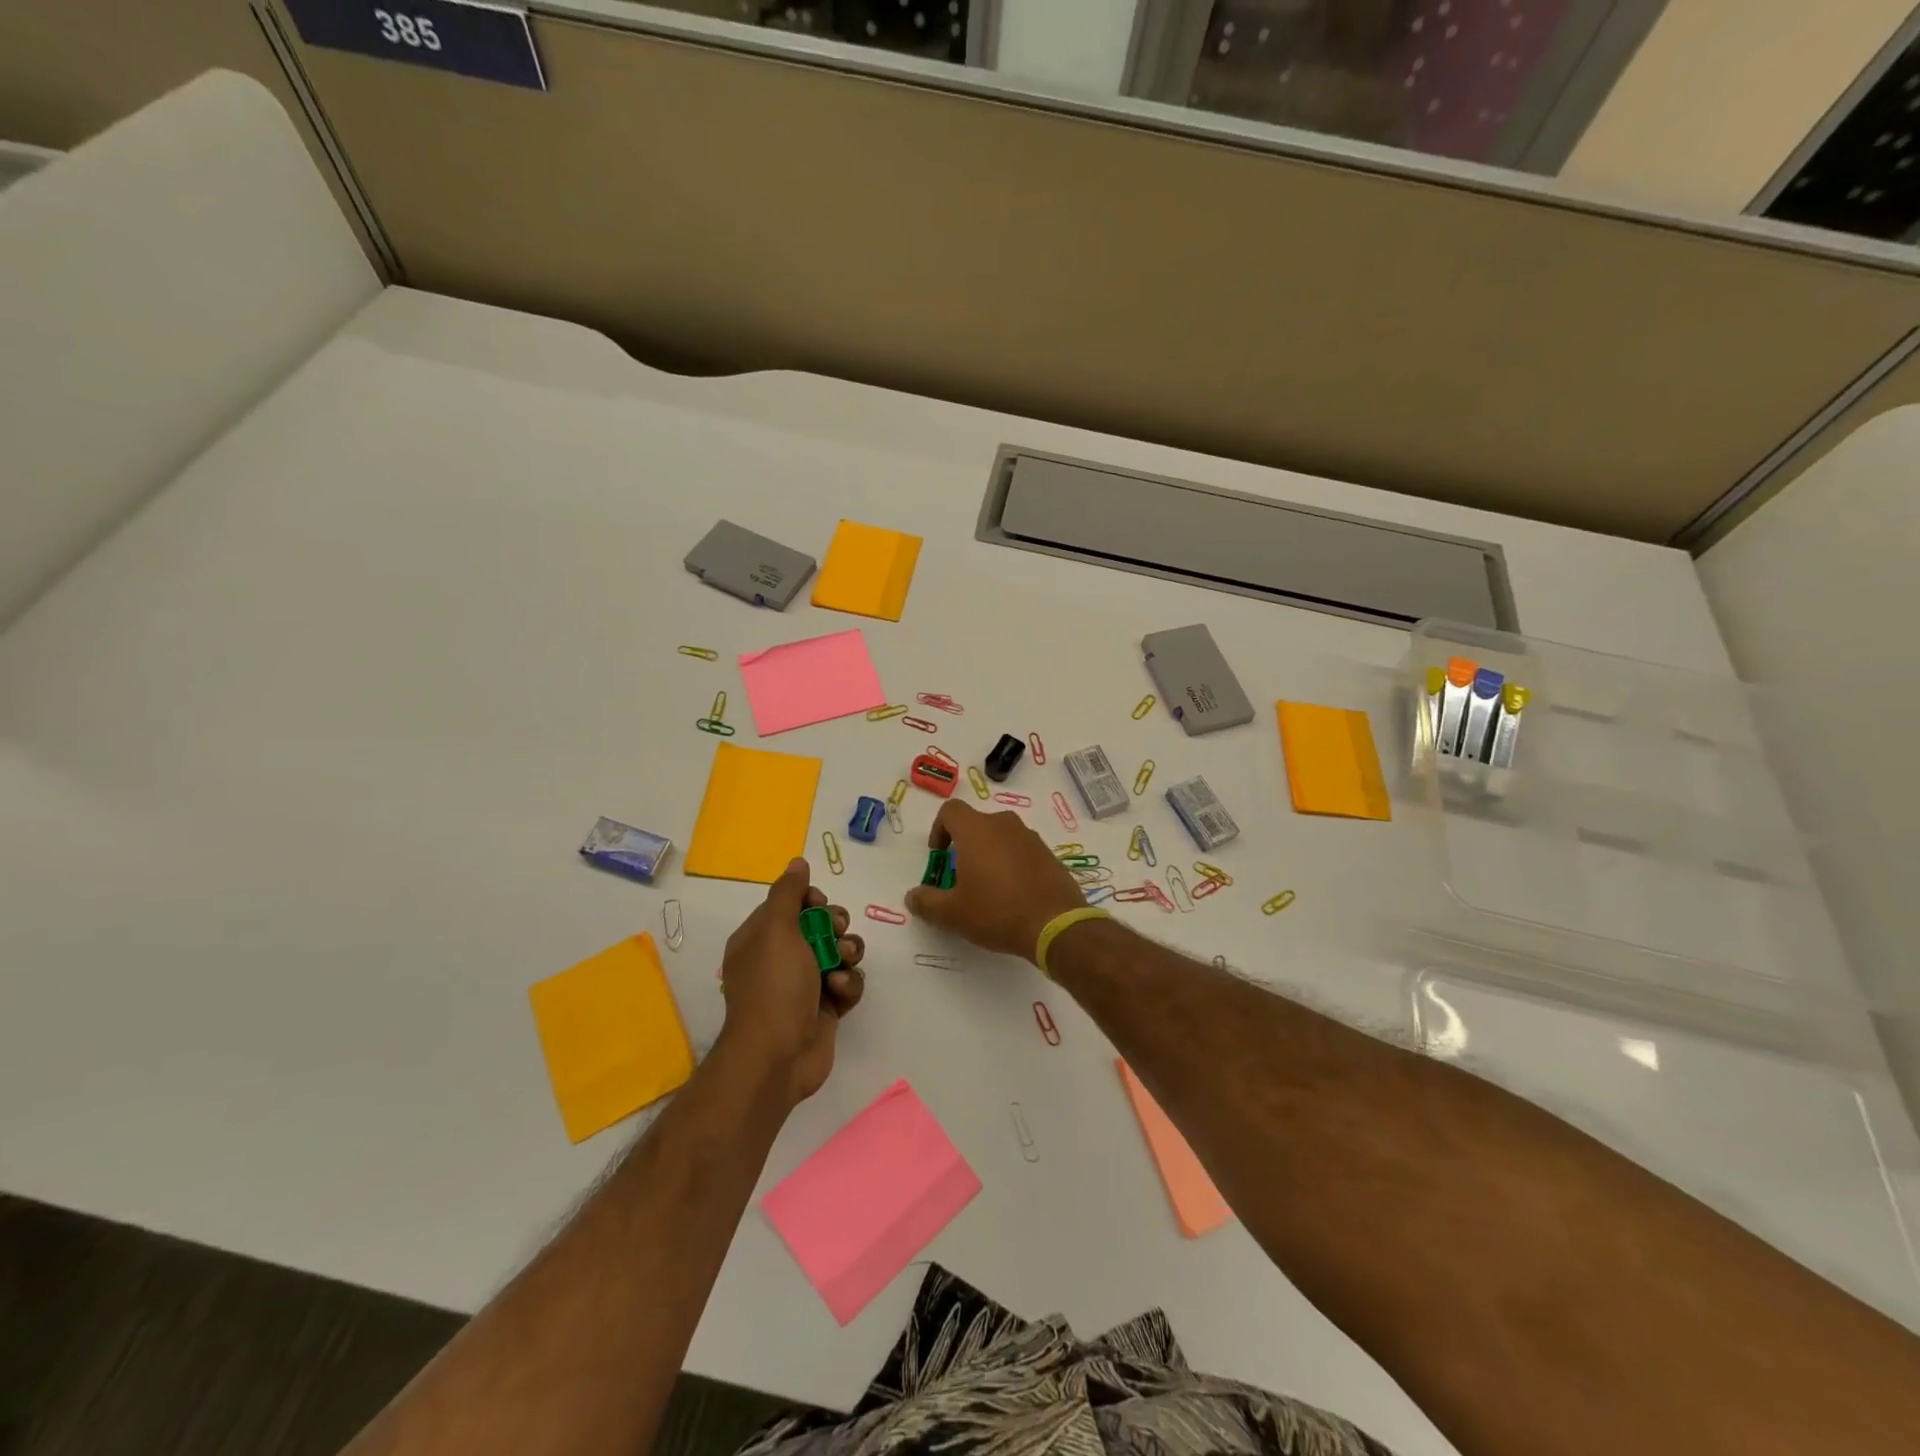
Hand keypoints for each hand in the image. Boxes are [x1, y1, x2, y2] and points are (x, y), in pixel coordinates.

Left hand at [718, 858, 864, 1105]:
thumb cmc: (774, 986)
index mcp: (761, 937)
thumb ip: (789, 893)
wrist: (778, 1056)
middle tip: (834, 935)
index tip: (818, 905)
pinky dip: (849, 985)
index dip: (811, 900)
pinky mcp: (826, 1007)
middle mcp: (782, 957)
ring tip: (842, 966)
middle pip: (821, 924)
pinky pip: (849, 982)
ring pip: (840, 951)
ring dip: (848, 954)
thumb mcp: (776, 929)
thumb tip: (797, 862)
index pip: (792, 904)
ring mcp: (805, 983)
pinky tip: (840, 993)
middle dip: (835, 926)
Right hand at [904, 801, 1087, 963]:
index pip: (950, 810)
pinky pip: (1021, 849)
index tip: (939, 856)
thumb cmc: (996, 912)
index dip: (939, 829)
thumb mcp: (952, 913)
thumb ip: (927, 902)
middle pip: (976, 823)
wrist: (1055, 924)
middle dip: (964, 845)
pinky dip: (1012, 862)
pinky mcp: (1048, 853)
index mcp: (976, 830)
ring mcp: (1030, 837)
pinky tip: (1013, 893)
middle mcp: (1004, 825)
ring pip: (1001, 836)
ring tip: (987, 886)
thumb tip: (912, 896)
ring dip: (989, 853)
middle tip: (961, 876)